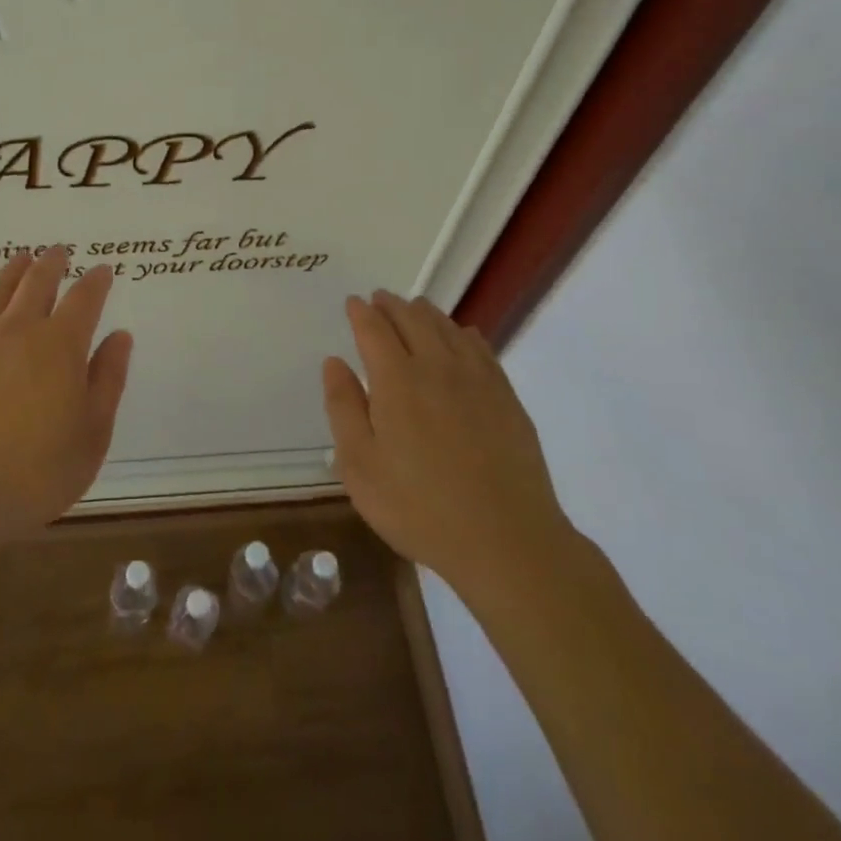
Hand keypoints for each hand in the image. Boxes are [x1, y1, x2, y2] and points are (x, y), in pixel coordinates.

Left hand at [0, 247, 132, 549]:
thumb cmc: (34, 473)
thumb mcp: (91, 435)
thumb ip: (107, 381)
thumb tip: (119, 336)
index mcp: (61, 346)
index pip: (84, 299)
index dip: (96, 281)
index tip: (103, 270)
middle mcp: (18, 330)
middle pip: (38, 283)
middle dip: (52, 264)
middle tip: (59, 251)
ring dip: (12, 270)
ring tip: (22, 258)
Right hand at [323, 291, 574, 589]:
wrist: (506, 540)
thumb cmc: (419, 508)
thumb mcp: (360, 466)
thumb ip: (343, 408)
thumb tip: (334, 362)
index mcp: (397, 381)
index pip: (374, 330)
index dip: (361, 312)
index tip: (353, 302)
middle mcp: (437, 368)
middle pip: (412, 320)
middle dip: (392, 305)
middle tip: (379, 299)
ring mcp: (477, 380)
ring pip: (447, 328)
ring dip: (425, 313)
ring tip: (414, 308)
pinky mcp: (506, 397)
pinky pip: (480, 348)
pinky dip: (463, 333)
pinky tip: (461, 335)